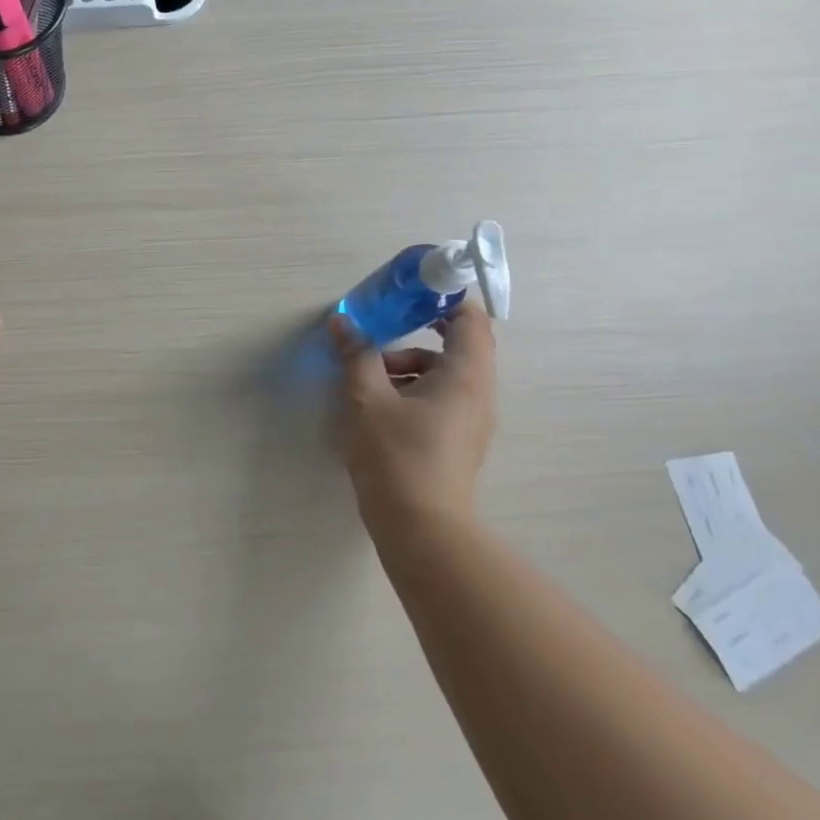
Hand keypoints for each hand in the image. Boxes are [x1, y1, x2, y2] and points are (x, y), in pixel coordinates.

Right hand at [332, 300, 496, 529]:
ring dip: (407, 365)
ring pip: (444, 374)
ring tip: (366, 378)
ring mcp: (470, 420)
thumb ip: (357, 355)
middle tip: (379, 329)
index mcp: (465, 375)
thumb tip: (342, 321)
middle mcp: (477, 393)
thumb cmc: (396, 455)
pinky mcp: (457, 441)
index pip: (470, 319)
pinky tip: (376, 408)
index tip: (410, 292)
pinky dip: (411, 390)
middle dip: (415, 334)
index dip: (445, 298)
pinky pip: (440, 398)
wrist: (421, 528)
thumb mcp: (367, 399)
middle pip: (456, 345)